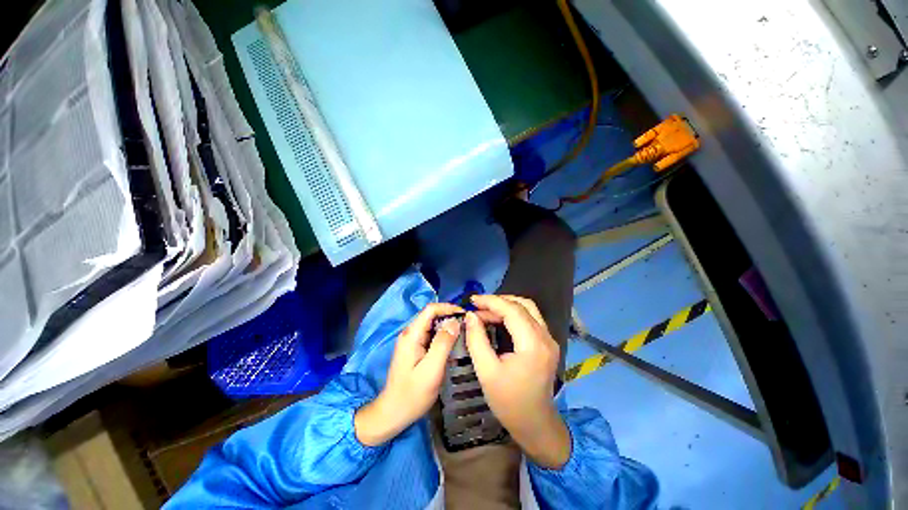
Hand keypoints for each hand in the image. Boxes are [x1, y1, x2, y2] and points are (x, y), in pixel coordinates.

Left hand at [355, 303, 463, 446]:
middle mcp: (410, 333)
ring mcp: (411, 341)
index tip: (465, 315)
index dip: (449, 308)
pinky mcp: (414, 349)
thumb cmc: (412, 395)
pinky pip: (431, 336)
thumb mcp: (431, 370)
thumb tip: (455, 322)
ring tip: (464, 334)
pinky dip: (443, 336)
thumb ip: (443, 344)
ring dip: (448, 327)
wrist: (392, 414)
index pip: (431, 309)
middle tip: (468, 326)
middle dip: (450, 317)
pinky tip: (453, 345)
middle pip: (432, 316)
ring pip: (432, 325)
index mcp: (412, 334)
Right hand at [464, 295, 570, 468]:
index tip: (472, 300)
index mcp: (533, 344)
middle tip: (478, 307)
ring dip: (507, 306)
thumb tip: (471, 316)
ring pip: (528, 309)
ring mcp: (549, 339)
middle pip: (523, 305)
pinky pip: (530, 318)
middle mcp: (546, 337)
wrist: (535, 424)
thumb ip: (477, 340)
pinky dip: (514, 314)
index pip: (512, 310)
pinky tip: (499, 319)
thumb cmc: (509, 402)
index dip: (491, 302)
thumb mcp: (486, 372)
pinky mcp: (547, 343)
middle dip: (498, 301)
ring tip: (486, 311)